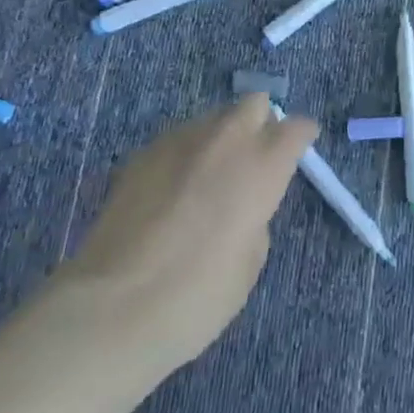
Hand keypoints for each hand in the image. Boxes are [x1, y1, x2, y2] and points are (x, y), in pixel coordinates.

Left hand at [52, 95, 317, 379]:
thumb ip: (256, 217)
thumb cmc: (197, 297)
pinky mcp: (141, 154)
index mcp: (263, 163)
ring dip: (219, 138)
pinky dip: (184, 156)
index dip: (301, 137)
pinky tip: (171, 192)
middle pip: (254, 103)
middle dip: (260, 123)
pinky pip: (176, 140)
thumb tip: (241, 205)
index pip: (297, 127)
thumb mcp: (249, 263)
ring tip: (207, 177)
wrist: (111, 309)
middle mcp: (226, 138)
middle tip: (253, 160)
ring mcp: (180, 140)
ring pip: (212, 118)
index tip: (300, 151)